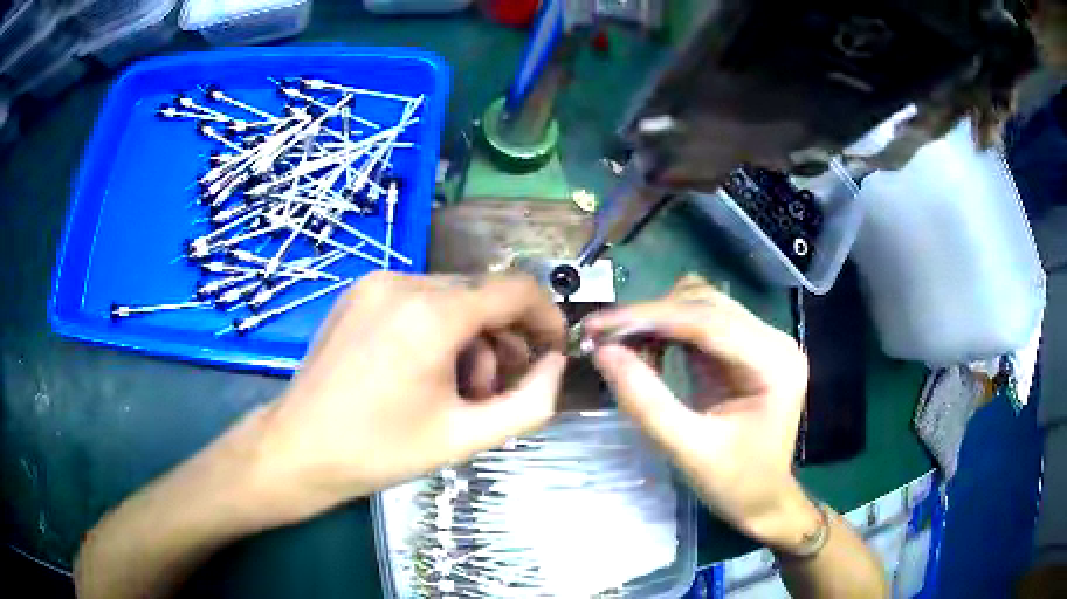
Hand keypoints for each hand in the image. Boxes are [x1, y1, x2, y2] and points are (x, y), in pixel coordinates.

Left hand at [254, 273, 567, 522]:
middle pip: (482, 296)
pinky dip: (435, 329)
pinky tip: (420, 369)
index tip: (552, 351)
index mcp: (433, 314)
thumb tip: (554, 364)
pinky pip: (418, 299)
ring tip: (452, 389)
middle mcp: (405, 282)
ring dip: (468, 339)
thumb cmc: (381, 450)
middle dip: (502, 341)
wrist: (299, 447)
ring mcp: (376, 282)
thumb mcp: (467, 436)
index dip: (546, 317)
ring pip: (451, 298)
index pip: (516, 290)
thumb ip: (530, 402)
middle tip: (492, 390)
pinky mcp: (359, 292)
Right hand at [587, 274, 819, 549]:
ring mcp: (761, 341)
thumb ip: (646, 401)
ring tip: (621, 345)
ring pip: (700, 305)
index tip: (598, 325)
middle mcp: (772, 339)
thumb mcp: (688, 449)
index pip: (707, 320)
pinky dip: (667, 331)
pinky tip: (646, 350)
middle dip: (650, 316)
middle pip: (704, 303)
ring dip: (657, 320)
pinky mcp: (745, 348)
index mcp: (773, 362)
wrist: (763, 500)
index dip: (649, 317)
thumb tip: (603, 352)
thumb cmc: (735, 483)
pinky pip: (700, 323)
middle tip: (601, 337)